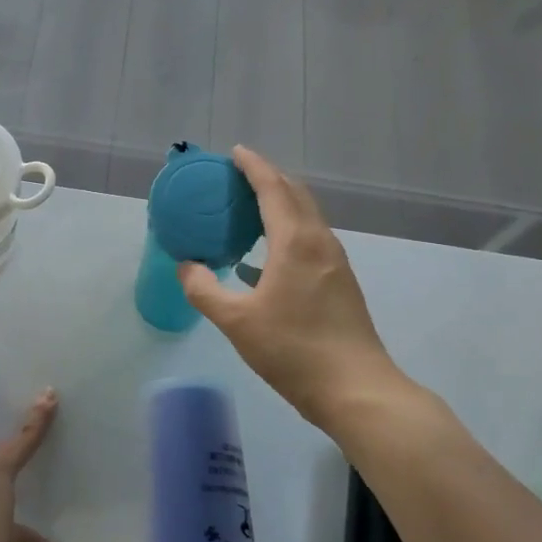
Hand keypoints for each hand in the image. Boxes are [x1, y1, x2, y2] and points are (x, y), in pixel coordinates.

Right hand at [178, 146, 408, 428]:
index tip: (234, 151)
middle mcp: (319, 242)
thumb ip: (204, 289)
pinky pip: (309, 241)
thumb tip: (185, 266)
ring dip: (279, 204)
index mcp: (296, 242)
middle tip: (236, 176)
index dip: (253, 166)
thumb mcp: (237, 321)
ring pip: (305, 218)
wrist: (356, 389)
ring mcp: (334, 263)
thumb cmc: (293, 350)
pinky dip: (284, 233)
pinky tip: (259, 260)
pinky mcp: (339, 283)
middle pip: (295, 194)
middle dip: (268, 178)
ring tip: (246, 209)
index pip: (273, 188)